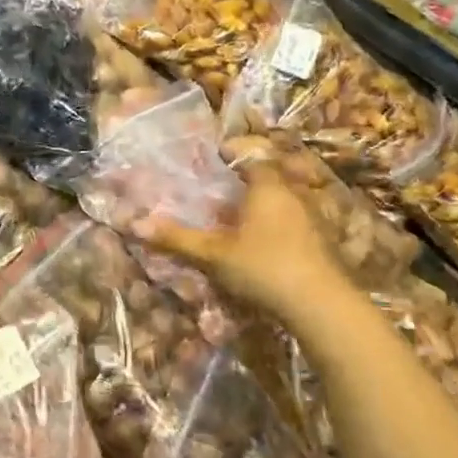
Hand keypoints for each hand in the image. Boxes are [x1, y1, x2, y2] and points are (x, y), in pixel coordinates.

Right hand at [141, 161, 349, 323]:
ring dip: (264, 202)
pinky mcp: (322, 242)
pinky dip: (277, 223)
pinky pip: (295, 220)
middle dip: (248, 178)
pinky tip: (262, 241)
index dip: (233, 152)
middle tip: (222, 186)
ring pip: (285, 199)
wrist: (321, 305)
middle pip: (271, 175)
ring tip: (238, 214)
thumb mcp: (213, 254)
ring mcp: (313, 218)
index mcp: (268, 187)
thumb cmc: (264, 267)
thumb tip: (134, 224)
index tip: (216, 154)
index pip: (252, 156)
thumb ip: (177, 238)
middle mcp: (293, 194)